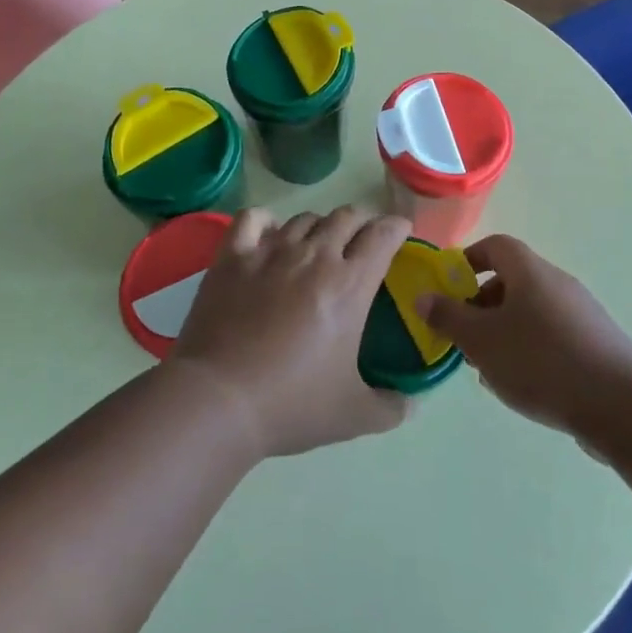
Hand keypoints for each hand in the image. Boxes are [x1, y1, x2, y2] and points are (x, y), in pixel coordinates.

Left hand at [171, 206, 412, 456]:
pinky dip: (266, 220)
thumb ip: (390, 408)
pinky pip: (253, 218)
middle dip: (361, 222)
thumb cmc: (291, 404)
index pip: (383, 234)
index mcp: (351, 284)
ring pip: (304, 218)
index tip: (400, 231)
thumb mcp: (353, 415)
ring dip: (319, 226)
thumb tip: (412, 406)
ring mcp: (270, 251)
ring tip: (317, 243)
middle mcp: (315, 255)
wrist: (219, 400)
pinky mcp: (233, 256)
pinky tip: (269, 234)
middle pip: (346, 217)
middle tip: (362, 240)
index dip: (396, 227)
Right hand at [419, 234, 631, 435]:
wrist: (621, 403)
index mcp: (529, 271)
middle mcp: (556, 283)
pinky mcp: (594, 345)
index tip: (448, 288)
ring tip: (488, 370)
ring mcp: (580, 314)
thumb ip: (448, 317)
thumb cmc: (541, 361)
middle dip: (481, 306)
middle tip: (463, 338)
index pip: (495, 246)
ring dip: (503, 334)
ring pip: (529, 313)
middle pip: (512, 281)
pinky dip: (529, 352)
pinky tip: (520, 387)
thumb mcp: (481, 340)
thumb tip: (423, 297)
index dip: (468, 260)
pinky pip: (551, 337)